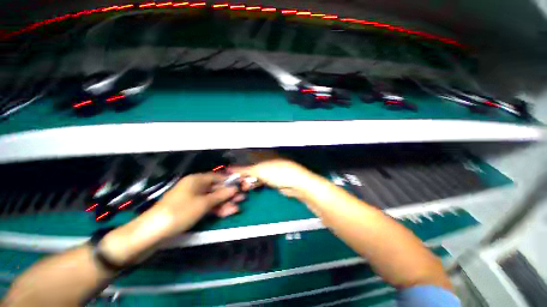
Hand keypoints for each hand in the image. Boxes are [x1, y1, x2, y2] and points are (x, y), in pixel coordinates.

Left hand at [153, 172, 244, 231]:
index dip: (229, 181)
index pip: (217, 177)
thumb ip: (221, 195)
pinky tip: (228, 212)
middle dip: (229, 194)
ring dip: (225, 203)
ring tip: (238, 207)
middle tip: (242, 198)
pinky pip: (206, 207)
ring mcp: (193, 199)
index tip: (241, 185)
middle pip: (216, 188)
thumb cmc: (180, 212)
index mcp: (196, 180)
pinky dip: (216, 209)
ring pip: (212, 199)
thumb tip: (234, 188)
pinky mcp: (190, 210)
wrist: (152, 233)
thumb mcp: (203, 203)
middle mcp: (195, 187)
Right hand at [232, 159, 314, 197]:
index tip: (228, 162)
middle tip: (235, 178)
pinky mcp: (272, 178)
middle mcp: (266, 160)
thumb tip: (230, 168)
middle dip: (242, 171)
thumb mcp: (259, 170)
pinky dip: (255, 183)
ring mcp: (269, 169)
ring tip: (243, 185)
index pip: (246, 153)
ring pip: (255, 173)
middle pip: (250, 164)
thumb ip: (244, 169)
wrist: (296, 183)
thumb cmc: (278, 172)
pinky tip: (251, 187)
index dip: (237, 157)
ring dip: (248, 179)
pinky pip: (260, 180)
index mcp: (263, 153)